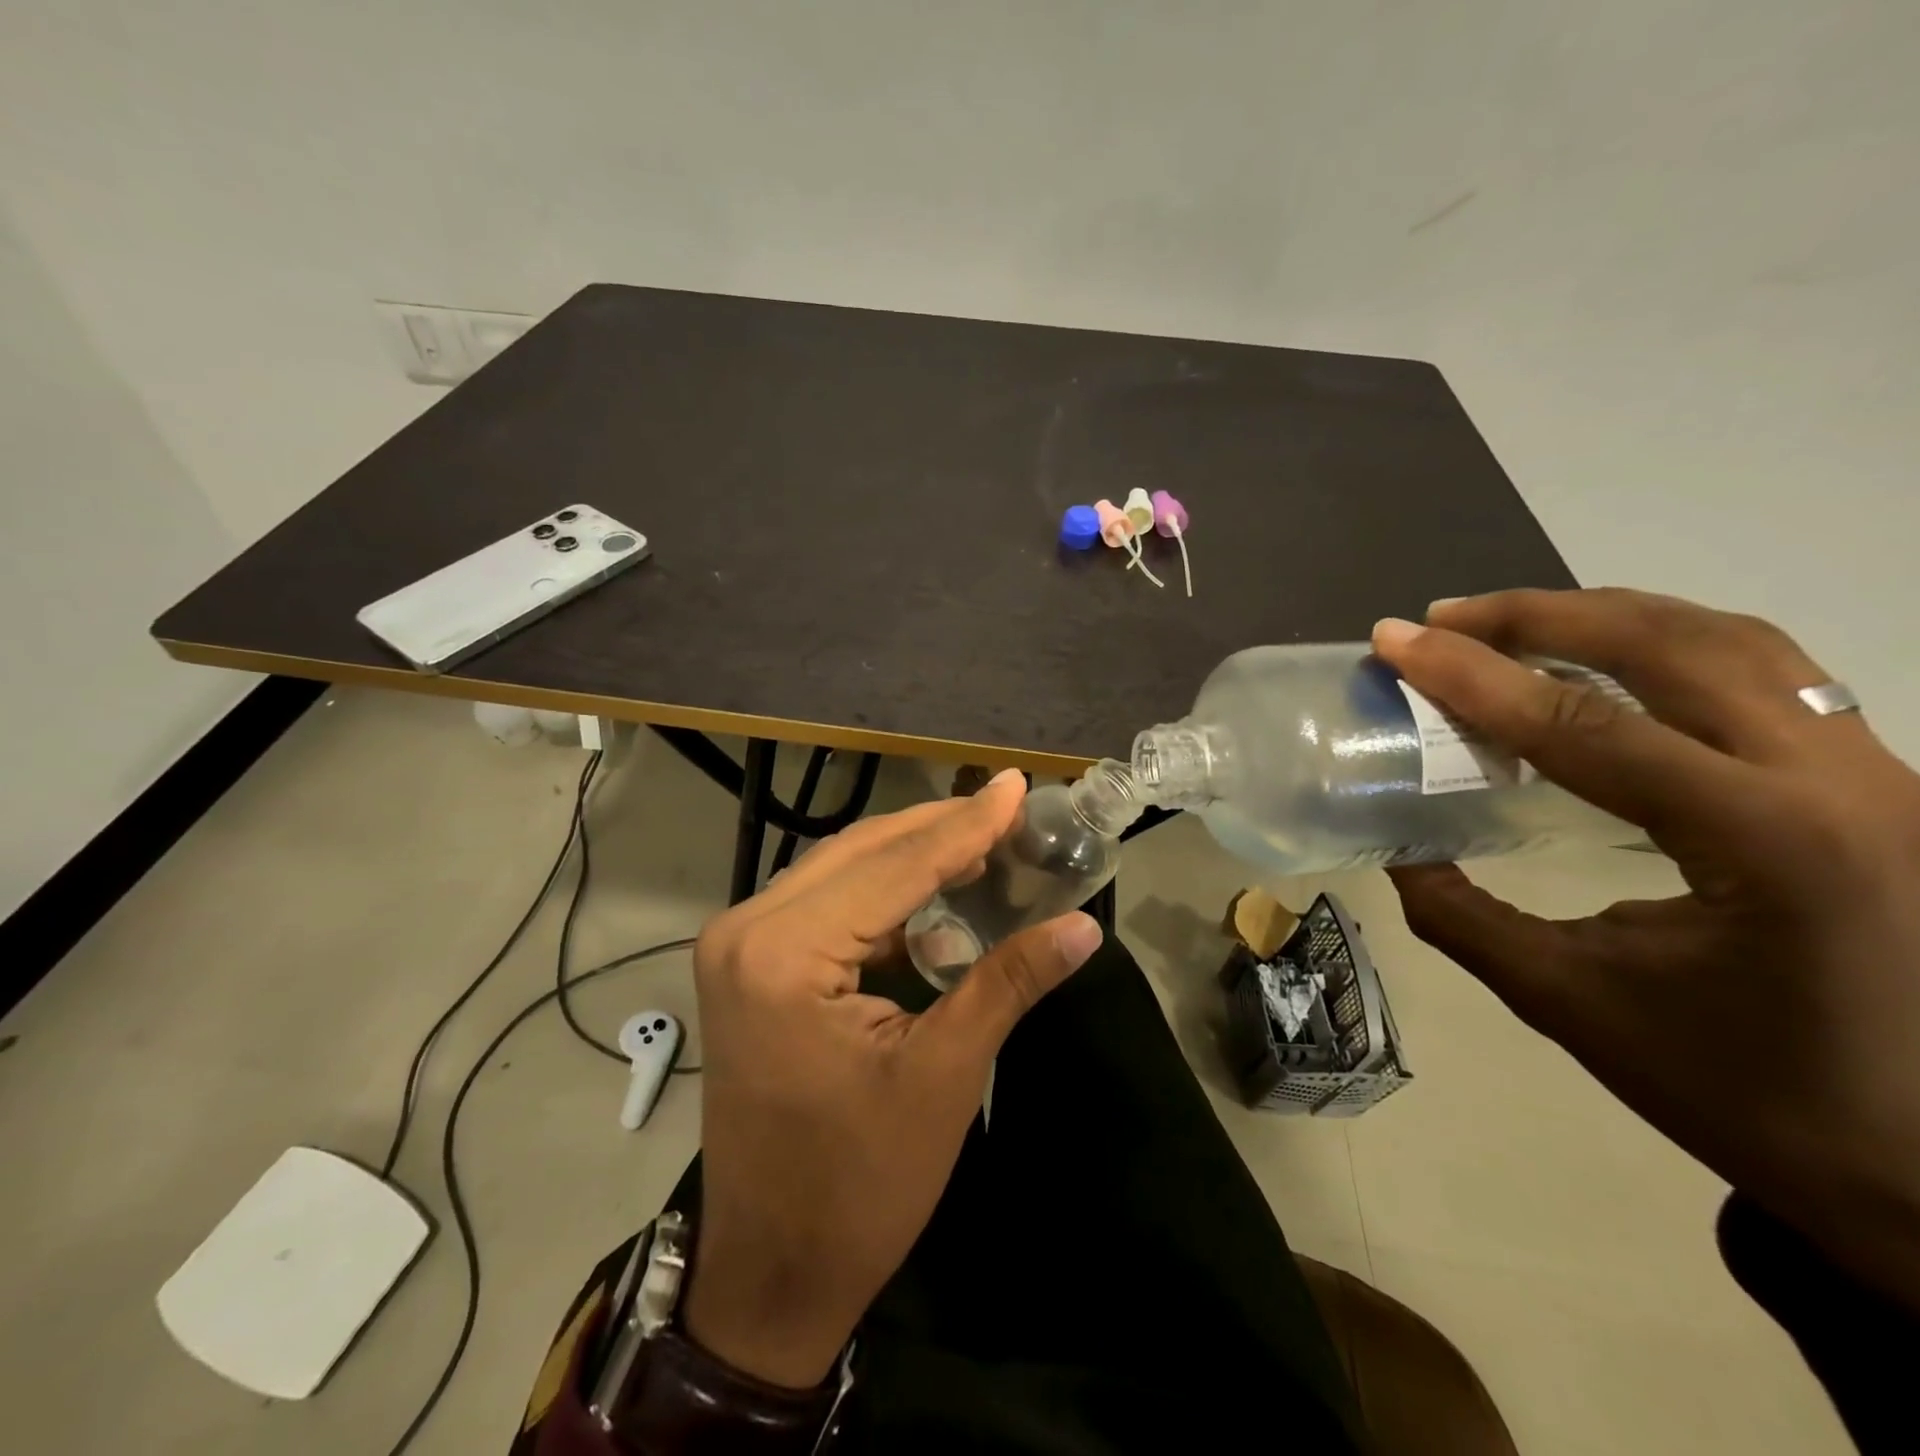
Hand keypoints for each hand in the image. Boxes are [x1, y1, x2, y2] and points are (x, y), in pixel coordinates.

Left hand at [680, 770, 1103, 1386]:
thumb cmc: (858, 1185)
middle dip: (938, 829)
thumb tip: (1082, 927)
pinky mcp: (748, 963)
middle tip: (1006, 805)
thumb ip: (1008, 982)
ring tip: (981, 838)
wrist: (771, 1268)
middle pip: (860, 852)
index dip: (966, 826)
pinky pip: (824, 901)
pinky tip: (931, 888)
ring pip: (840, 869)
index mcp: (783, 954)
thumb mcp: (944, 1076)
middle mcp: (746, 928)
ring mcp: (738, 943)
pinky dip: (881, 890)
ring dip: (910, 854)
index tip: (1015, 785)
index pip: (894, 868)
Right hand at [1372, 589, 1919, 1308]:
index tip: (1393, 640)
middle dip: (1537, 616)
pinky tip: (1604, 663)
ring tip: (1508, 624)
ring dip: (1604, 615)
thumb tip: (1397, 847)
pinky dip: (1663, 644)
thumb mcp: (1569, 1001)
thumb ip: (1462, 914)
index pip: (1583, 724)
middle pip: (1668, 644)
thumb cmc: (1746, 1095)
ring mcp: (1878, 771)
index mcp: (1764, 843)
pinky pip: (1763, 670)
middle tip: (1442, 620)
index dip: (1470, 675)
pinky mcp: (1878, 778)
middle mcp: (1840, 781)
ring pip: (1729, 638)